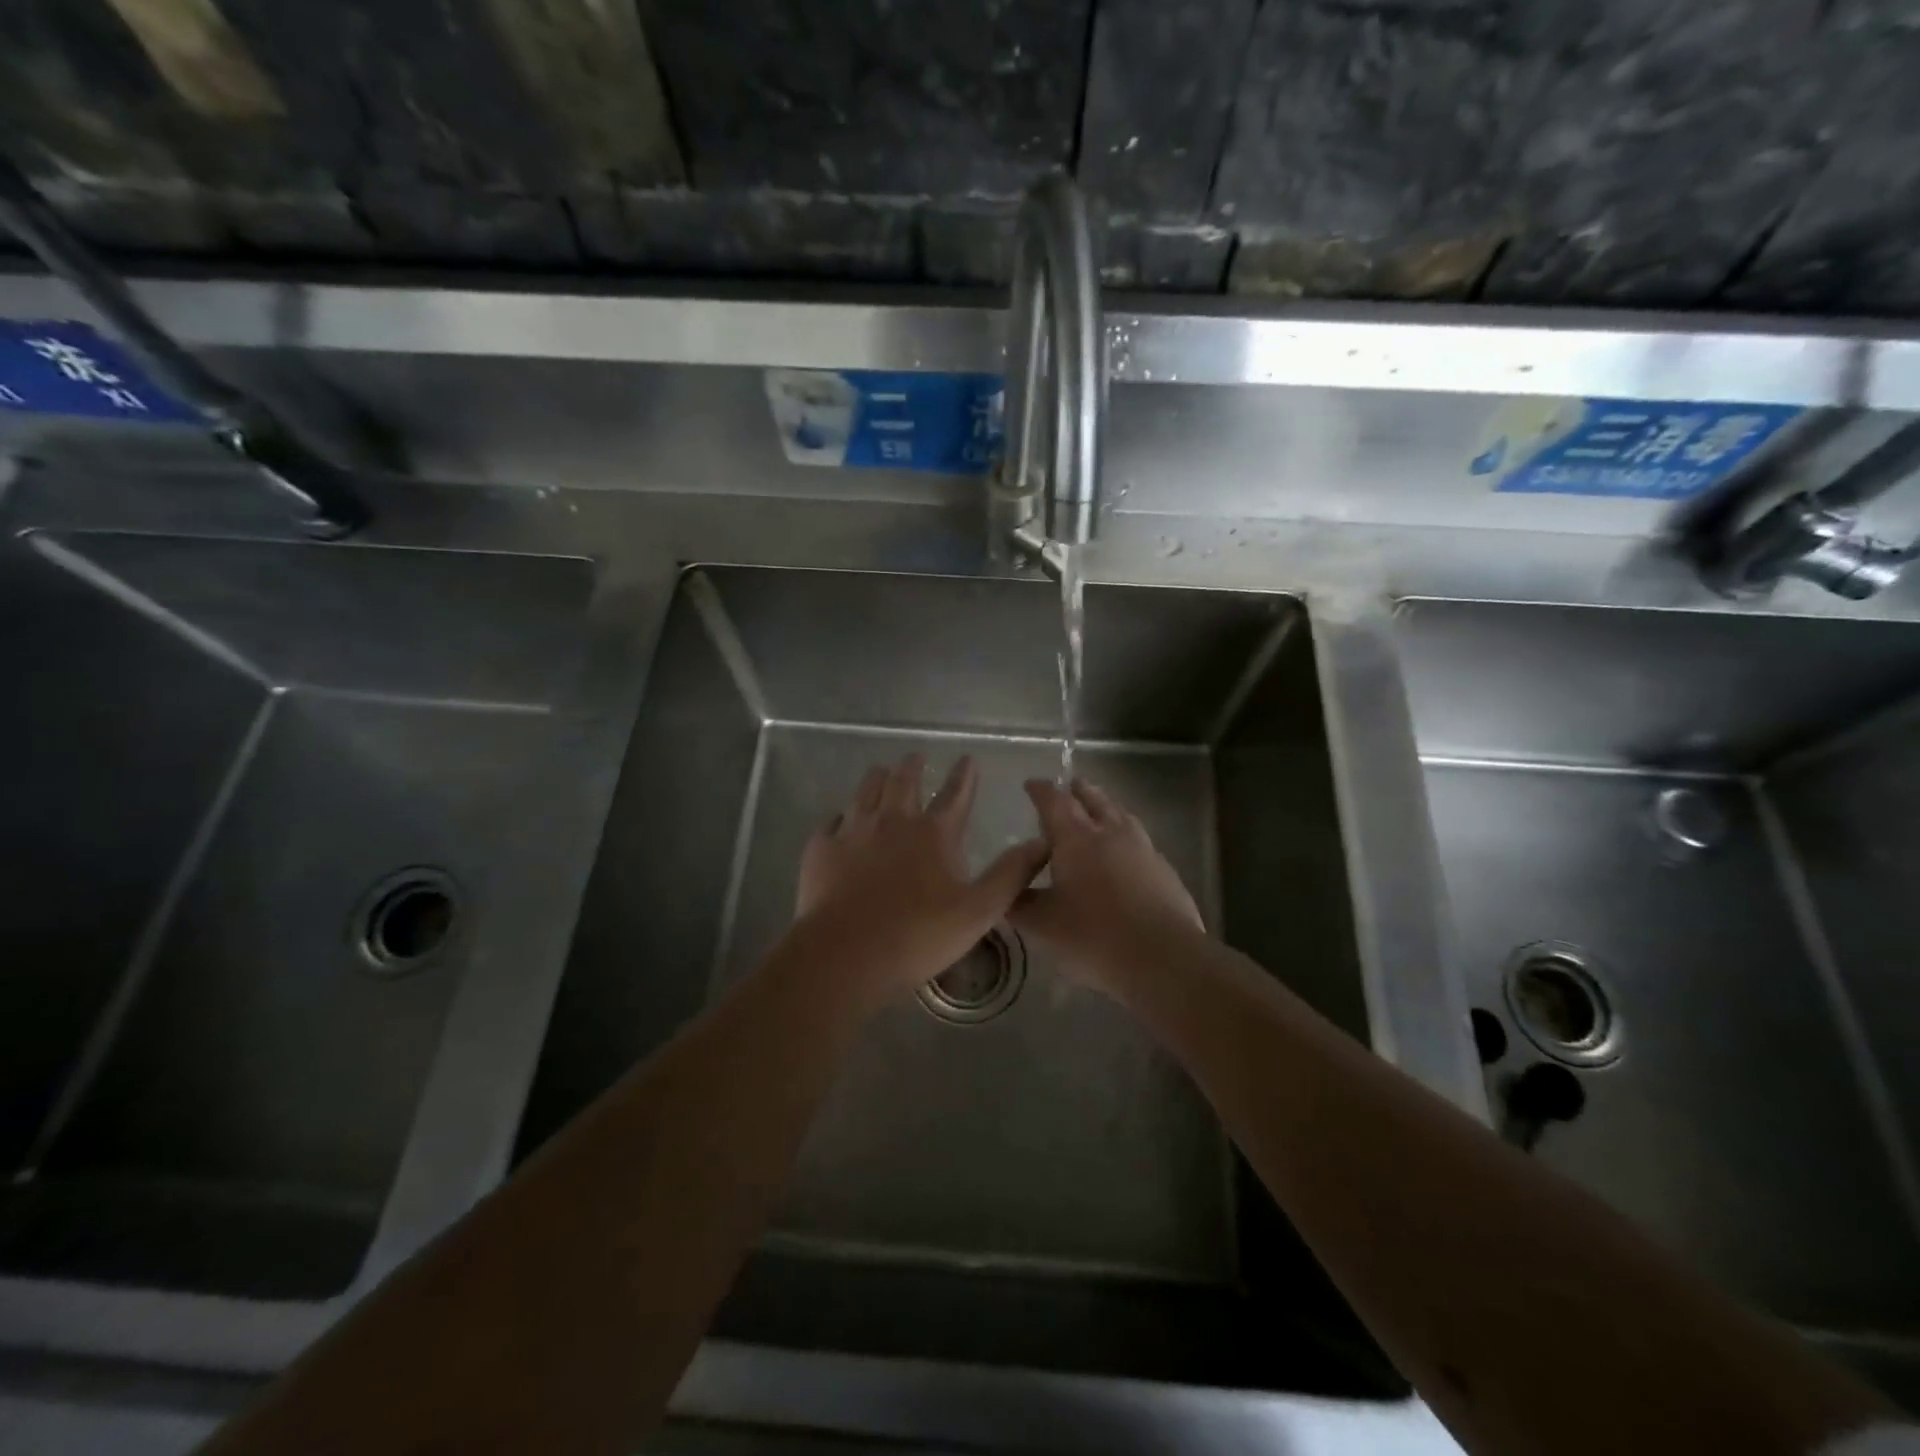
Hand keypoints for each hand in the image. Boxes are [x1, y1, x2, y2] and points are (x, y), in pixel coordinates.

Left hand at [792, 754, 1049, 1008]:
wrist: (845, 954)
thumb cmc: (919, 935)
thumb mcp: (979, 911)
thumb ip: (1011, 874)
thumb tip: (1041, 842)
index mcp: (933, 833)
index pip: (955, 794)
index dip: (964, 775)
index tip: (968, 759)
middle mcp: (893, 821)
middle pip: (904, 782)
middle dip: (913, 766)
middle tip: (916, 757)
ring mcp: (853, 831)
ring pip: (866, 791)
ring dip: (877, 778)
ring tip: (881, 771)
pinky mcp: (822, 849)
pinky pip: (832, 822)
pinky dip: (840, 816)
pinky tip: (840, 820)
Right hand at [1011, 778, 1202, 988]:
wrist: (1163, 958)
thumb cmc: (1094, 937)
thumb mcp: (1044, 926)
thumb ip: (1020, 906)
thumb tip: (1006, 893)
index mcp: (1076, 839)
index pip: (1054, 802)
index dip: (1041, 791)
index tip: (1031, 785)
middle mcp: (1111, 833)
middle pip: (1094, 799)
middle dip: (1078, 790)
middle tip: (1069, 786)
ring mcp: (1143, 849)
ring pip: (1122, 815)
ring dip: (1107, 807)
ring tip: (1100, 810)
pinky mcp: (1165, 870)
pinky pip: (1141, 841)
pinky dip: (1127, 836)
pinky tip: (1126, 852)